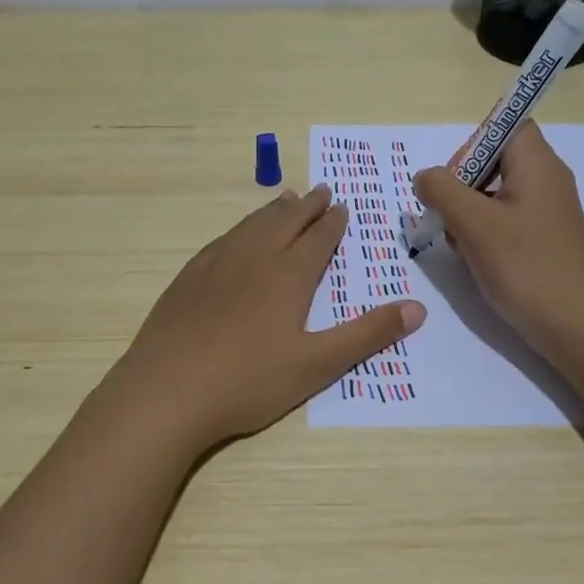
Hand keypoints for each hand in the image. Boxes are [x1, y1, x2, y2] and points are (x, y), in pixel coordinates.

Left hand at [110, 186, 425, 450]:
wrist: (166, 392)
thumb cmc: (249, 380)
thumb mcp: (318, 364)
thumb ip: (367, 335)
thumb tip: (418, 308)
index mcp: (288, 274)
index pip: (317, 238)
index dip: (332, 222)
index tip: (341, 206)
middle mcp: (253, 258)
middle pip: (284, 221)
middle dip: (306, 205)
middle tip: (320, 190)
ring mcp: (215, 265)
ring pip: (250, 225)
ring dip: (272, 211)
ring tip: (284, 200)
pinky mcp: (187, 279)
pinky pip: (222, 240)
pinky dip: (240, 229)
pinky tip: (235, 237)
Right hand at [412, 121, 583, 354]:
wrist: (576, 327)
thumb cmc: (525, 266)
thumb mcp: (473, 223)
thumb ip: (441, 190)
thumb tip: (426, 177)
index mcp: (538, 164)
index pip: (506, 125)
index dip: (473, 143)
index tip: (454, 178)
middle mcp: (548, 180)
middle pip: (496, 161)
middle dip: (462, 186)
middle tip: (448, 216)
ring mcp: (549, 212)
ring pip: (496, 195)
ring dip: (469, 214)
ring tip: (461, 244)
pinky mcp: (546, 240)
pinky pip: (507, 221)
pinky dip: (485, 234)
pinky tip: (476, 261)